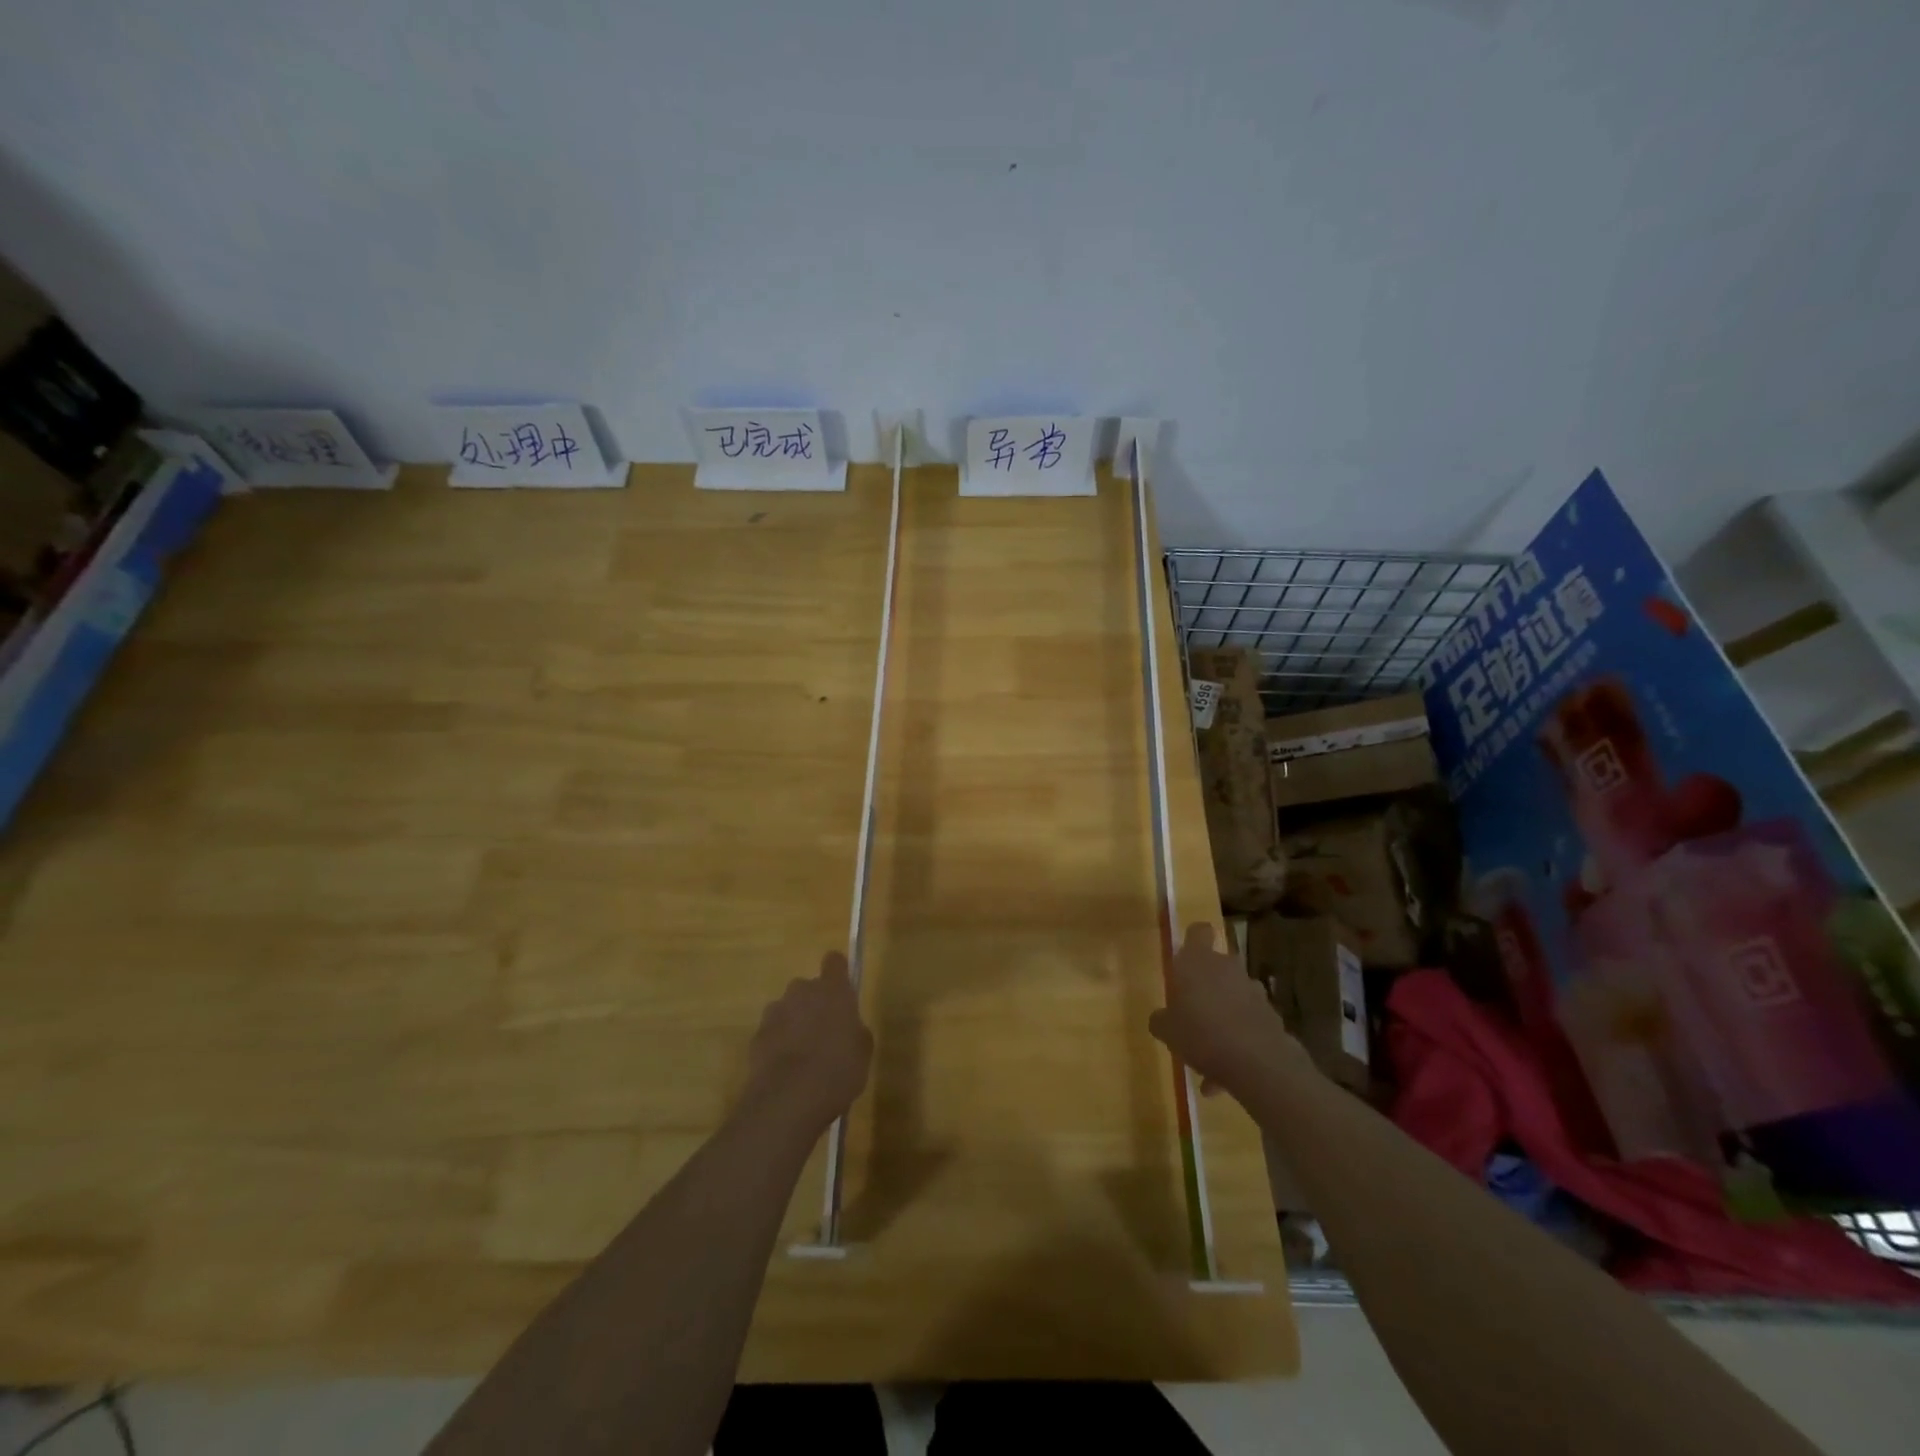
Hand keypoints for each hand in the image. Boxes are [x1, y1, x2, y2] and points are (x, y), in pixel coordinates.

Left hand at [743, 952, 874, 1137]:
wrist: (787, 1100)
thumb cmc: (837, 1070)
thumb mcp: (862, 1052)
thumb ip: (856, 1031)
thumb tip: (849, 1028)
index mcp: (833, 990)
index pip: (835, 962)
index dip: (838, 972)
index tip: (842, 990)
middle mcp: (801, 991)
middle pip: (808, 987)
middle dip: (815, 1003)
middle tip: (825, 1032)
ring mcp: (775, 1013)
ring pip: (788, 1009)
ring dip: (794, 1023)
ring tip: (803, 1056)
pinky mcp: (756, 1036)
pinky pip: (772, 1032)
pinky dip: (778, 1044)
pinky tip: (785, 1070)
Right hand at [1148, 923, 1301, 1103]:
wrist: (1258, 1063)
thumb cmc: (1201, 1034)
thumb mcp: (1167, 1030)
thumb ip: (1161, 1019)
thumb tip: (1161, 1018)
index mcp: (1198, 961)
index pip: (1198, 932)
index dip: (1193, 940)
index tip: (1185, 959)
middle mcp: (1227, 967)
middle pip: (1217, 965)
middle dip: (1207, 985)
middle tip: (1192, 1010)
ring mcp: (1253, 991)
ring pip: (1233, 994)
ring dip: (1224, 1013)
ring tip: (1209, 1049)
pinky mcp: (1271, 1016)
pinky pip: (1248, 1022)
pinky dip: (1239, 1038)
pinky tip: (1225, 1073)